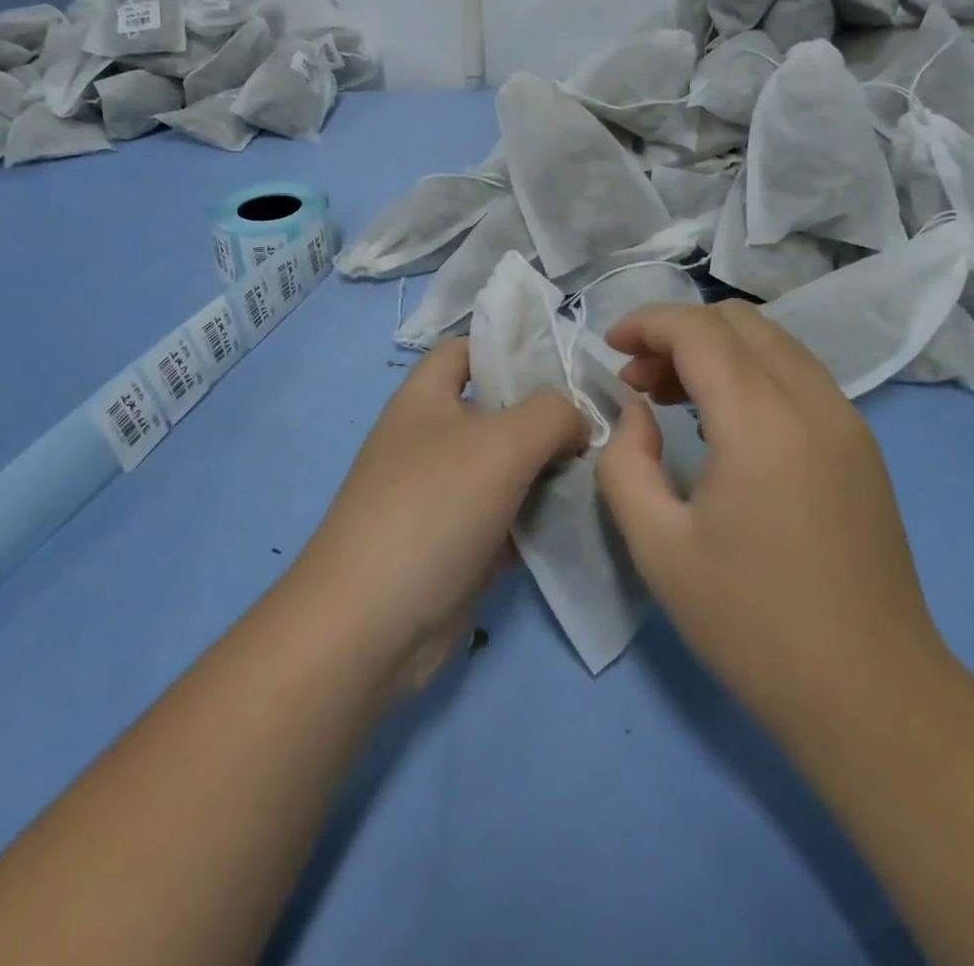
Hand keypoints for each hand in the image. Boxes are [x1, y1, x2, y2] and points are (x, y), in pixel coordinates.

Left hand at [296, 338, 585, 694]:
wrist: (372, 626)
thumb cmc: (432, 509)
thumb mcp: (501, 442)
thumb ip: (551, 414)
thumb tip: (576, 419)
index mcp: (424, 399)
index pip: (466, 350)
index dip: (510, 348)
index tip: (566, 363)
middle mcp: (430, 439)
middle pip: (495, 411)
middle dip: (545, 415)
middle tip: (601, 423)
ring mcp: (442, 495)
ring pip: (506, 468)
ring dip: (548, 469)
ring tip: (601, 468)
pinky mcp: (456, 545)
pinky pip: (505, 517)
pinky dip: (537, 517)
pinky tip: (579, 519)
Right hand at [596, 301, 947, 736]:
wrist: (872, 696)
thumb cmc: (753, 624)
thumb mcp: (658, 548)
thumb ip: (625, 463)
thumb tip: (635, 413)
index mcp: (763, 423)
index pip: (700, 330)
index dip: (647, 322)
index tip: (609, 347)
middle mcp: (813, 403)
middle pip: (739, 321)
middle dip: (677, 332)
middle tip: (637, 380)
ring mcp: (847, 421)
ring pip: (772, 342)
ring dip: (714, 349)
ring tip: (670, 396)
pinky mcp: (861, 445)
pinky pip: (797, 375)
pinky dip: (749, 372)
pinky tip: (723, 422)